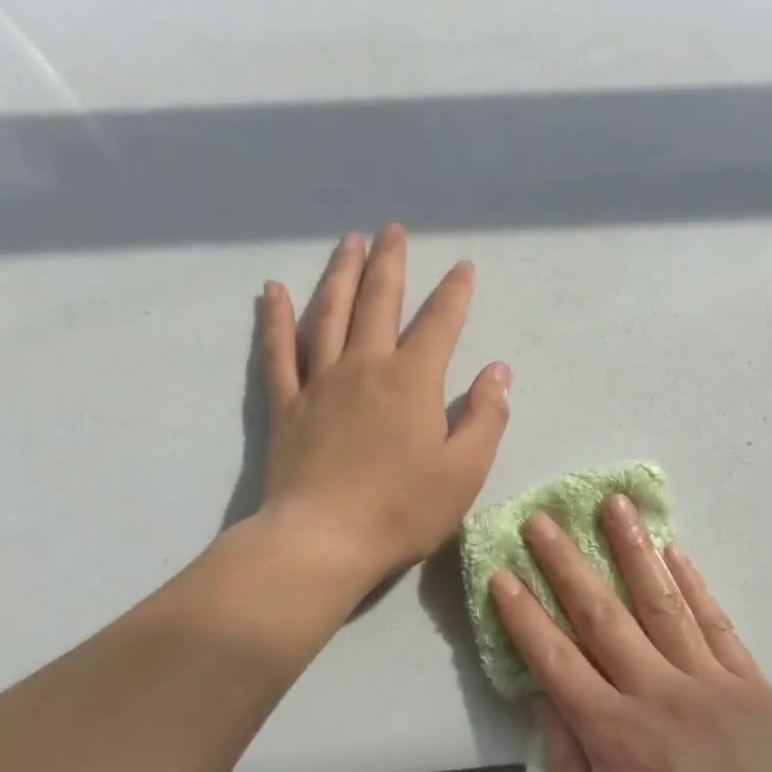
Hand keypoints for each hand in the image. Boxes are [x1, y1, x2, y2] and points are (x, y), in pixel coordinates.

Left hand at [257, 224, 510, 590]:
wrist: (323, 542)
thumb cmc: (402, 509)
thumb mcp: (465, 470)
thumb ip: (486, 416)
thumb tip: (498, 371)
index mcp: (412, 380)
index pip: (439, 323)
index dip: (455, 293)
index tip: (463, 267)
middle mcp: (365, 366)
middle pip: (379, 301)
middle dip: (390, 262)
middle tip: (392, 229)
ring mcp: (319, 382)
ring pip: (329, 313)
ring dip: (340, 274)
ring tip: (348, 242)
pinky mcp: (286, 404)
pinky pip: (278, 351)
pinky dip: (275, 318)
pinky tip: (273, 290)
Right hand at [491, 496, 771, 771]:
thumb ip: (569, 770)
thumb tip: (547, 701)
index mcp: (615, 736)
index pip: (556, 660)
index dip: (525, 614)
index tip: (503, 573)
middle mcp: (658, 693)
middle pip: (602, 615)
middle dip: (567, 563)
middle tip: (544, 519)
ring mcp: (710, 682)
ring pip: (661, 602)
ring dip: (633, 550)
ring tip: (614, 505)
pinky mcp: (751, 683)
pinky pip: (716, 622)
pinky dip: (693, 583)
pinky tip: (674, 550)